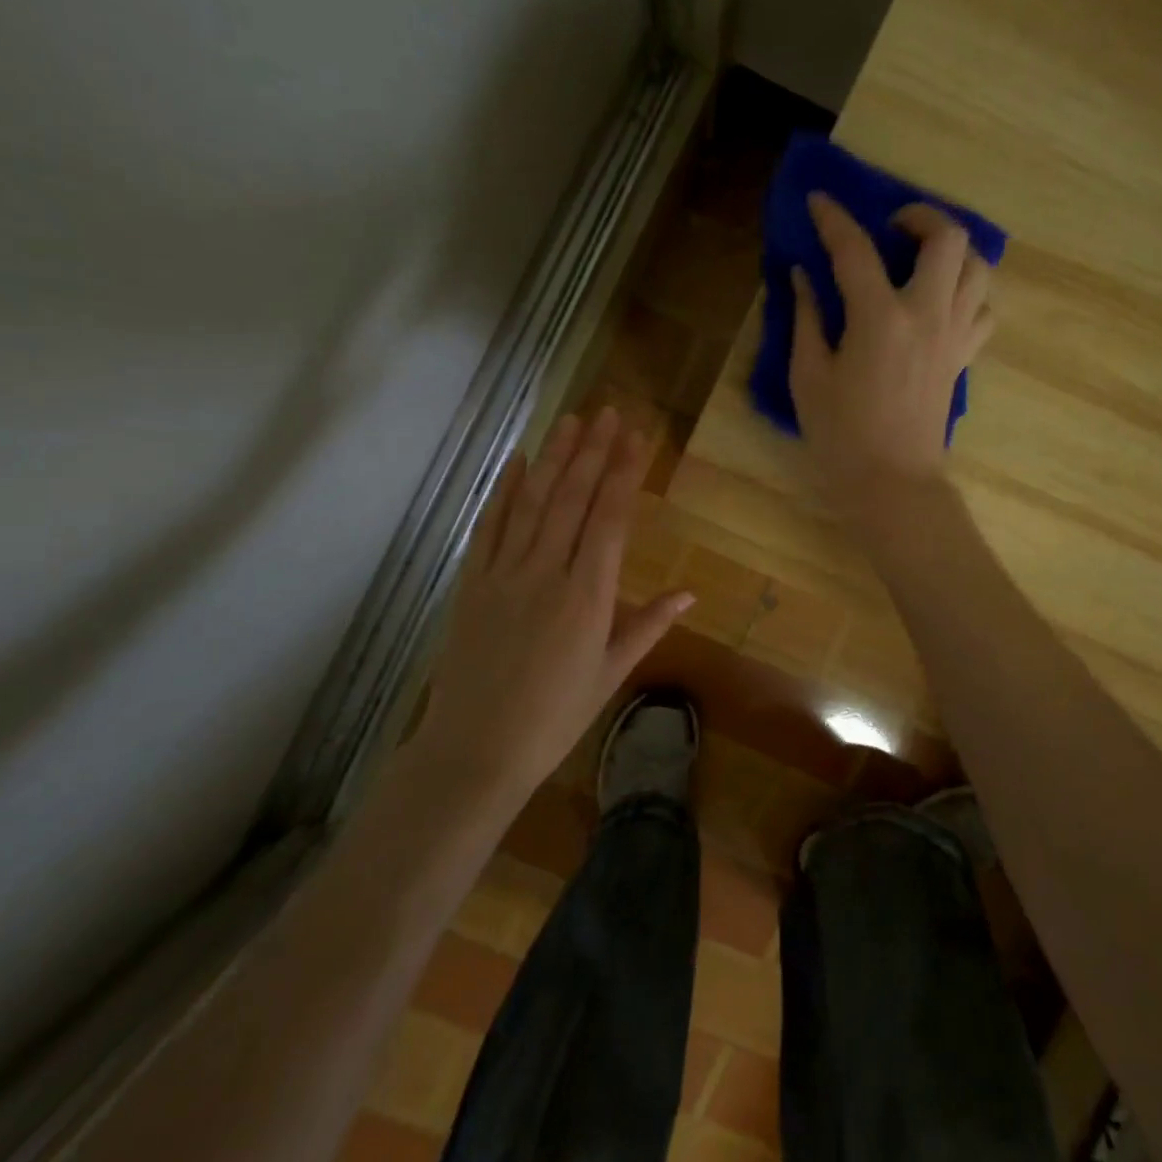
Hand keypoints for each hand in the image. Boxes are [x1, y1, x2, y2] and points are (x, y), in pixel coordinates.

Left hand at [417, 407, 692, 793]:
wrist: (476, 749)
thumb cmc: (555, 717)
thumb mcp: (610, 675)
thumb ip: (648, 626)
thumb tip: (689, 593)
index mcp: (588, 596)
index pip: (610, 519)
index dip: (624, 474)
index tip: (637, 438)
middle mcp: (546, 573)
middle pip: (572, 499)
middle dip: (594, 452)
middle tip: (609, 412)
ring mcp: (504, 574)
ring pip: (532, 503)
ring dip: (554, 457)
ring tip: (572, 420)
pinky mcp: (472, 583)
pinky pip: (489, 527)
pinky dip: (504, 490)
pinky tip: (518, 460)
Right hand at [789, 192, 994, 519]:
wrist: (892, 484)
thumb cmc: (841, 436)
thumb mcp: (808, 377)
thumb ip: (807, 318)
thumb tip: (804, 276)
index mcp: (880, 318)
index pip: (856, 249)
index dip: (833, 218)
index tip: (818, 201)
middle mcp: (927, 314)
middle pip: (947, 237)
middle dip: (920, 215)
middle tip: (890, 227)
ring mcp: (953, 335)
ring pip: (977, 267)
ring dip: (951, 250)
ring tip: (920, 259)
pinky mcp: (963, 357)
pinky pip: (983, 307)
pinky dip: (967, 291)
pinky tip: (941, 301)